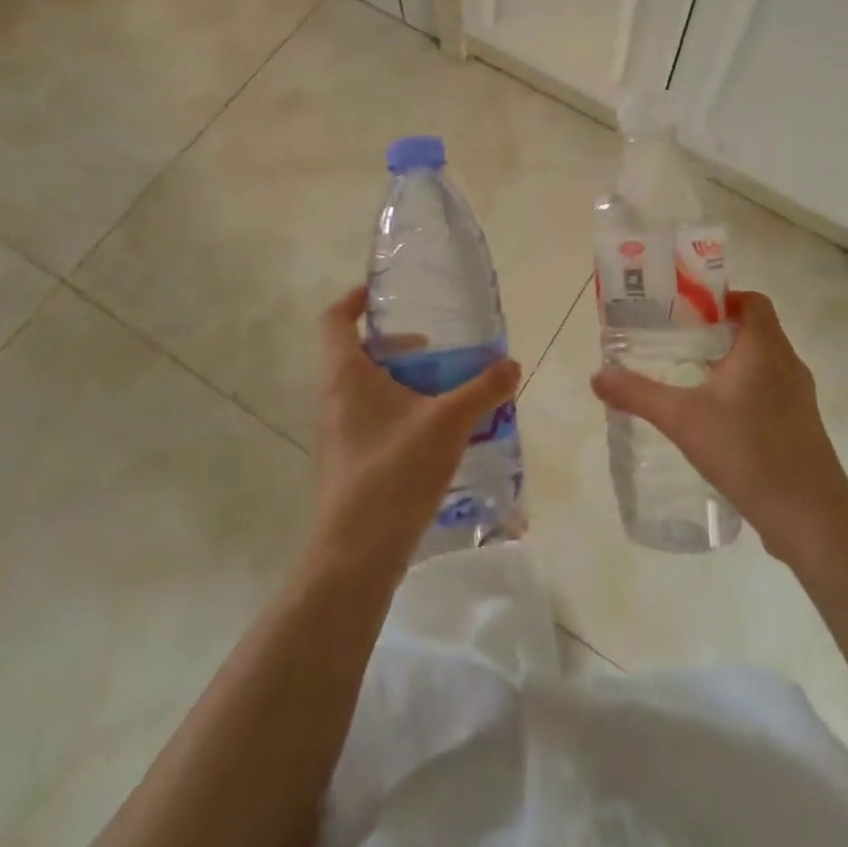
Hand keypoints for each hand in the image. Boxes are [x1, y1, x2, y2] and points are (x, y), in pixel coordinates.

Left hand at [309, 286, 521, 572]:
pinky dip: (403, 411)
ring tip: (447, 391)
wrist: (357, 552)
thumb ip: (483, 390)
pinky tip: (439, 433)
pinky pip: (374, 418)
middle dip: (399, 346)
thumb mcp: (448, 423)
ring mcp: (339, 432)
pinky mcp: (350, 460)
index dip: (355, 299)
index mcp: (346, 375)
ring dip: (405, 381)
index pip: (335, 319)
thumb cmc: (395, 471)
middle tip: (437, 350)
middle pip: (359, 353)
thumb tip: (512, 365)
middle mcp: (335, 398)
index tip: (383, 293)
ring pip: (369, 388)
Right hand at [590, 290, 847, 562]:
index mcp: (765, 348)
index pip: (752, 301)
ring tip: (691, 377)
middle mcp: (788, 364)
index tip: (686, 311)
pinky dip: (745, 391)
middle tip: (676, 342)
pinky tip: (716, 418)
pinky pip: (770, 391)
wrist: (810, 518)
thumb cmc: (747, 452)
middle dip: (717, 331)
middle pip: (755, 329)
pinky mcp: (802, 426)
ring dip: (731, 363)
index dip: (721, 298)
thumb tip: (597, 375)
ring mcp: (800, 397)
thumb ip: (638, 394)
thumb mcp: (682, 420)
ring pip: (763, 363)